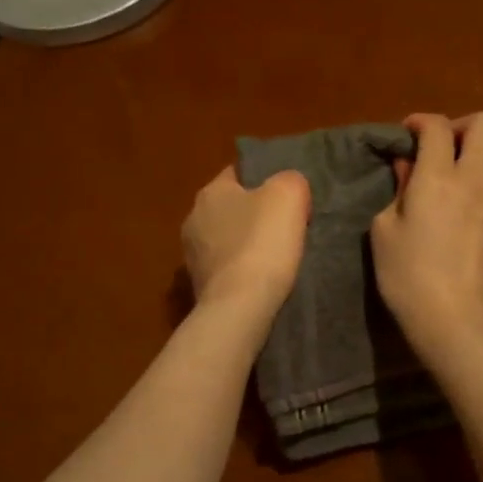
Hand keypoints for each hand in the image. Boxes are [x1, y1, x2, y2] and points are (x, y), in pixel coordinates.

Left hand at [182, 165, 310, 316]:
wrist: (240, 308)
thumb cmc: (262, 242)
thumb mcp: (288, 194)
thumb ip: (289, 180)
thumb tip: (287, 187)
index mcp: (210, 192)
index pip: (237, 173)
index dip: (264, 180)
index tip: (287, 196)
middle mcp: (193, 219)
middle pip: (232, 208)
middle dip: (255, 215)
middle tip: (286, 226)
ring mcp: (192, 256)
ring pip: (228, 240)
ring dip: (247, 245)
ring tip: (277, 257)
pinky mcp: (199, 287)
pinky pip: (227, 270)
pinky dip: (242, 272)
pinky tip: (262, 280)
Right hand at [371, 113, 482, 345]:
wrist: (453, 316)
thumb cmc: (407, 274)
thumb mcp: (384, 228)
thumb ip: (399, 188)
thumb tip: (409, 165)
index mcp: (436, 177)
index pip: (436, 126)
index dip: (420, 121)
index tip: (409, 133)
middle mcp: (475, 177)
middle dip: (461, 126)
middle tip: (445, 147)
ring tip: (474, 165)